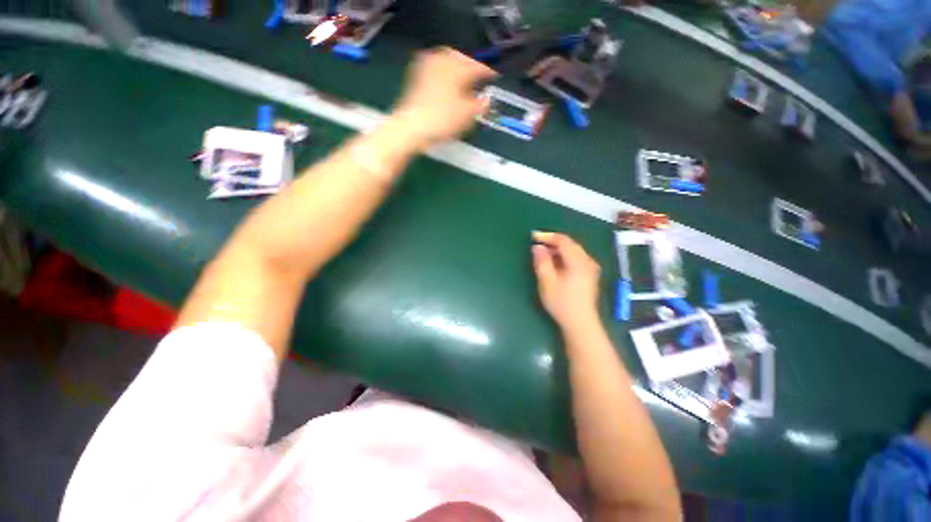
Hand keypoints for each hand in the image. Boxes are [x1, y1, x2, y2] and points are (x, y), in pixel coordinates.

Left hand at [392, 47, 497, 147]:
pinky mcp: (416, 76)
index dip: (487, 72)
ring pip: (445, 58)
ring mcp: (427, 67)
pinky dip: (443, 70)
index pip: (477, 66)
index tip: (494, 77)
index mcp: (457, 68)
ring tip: (462, 75)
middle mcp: (442, 61)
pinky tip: (444, 79)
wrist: (412, 126)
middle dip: (470, 64)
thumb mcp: (466, 115)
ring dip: (456, 64)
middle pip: (460, 57)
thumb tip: (486, 100)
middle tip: (477, 74)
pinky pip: (434, 66)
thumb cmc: (442, 120)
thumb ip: (479, 105)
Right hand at [531, 231, 601, 330]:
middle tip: (537, 245)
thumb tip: (537, 247)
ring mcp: (591, 268)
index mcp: (579, 262)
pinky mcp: (589, 274)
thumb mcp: (547, 282)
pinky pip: (575, 258)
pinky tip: (555, 263)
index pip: (563, 241)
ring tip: (543, 254)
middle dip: (552, 242)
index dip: (547, 236)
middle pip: (570, 244)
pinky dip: (563, 256)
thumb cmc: (562, 303)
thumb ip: (541, 262)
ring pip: (573, 251)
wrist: (580, 323)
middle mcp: (588, 261)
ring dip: (557, 249)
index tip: (533, 236)